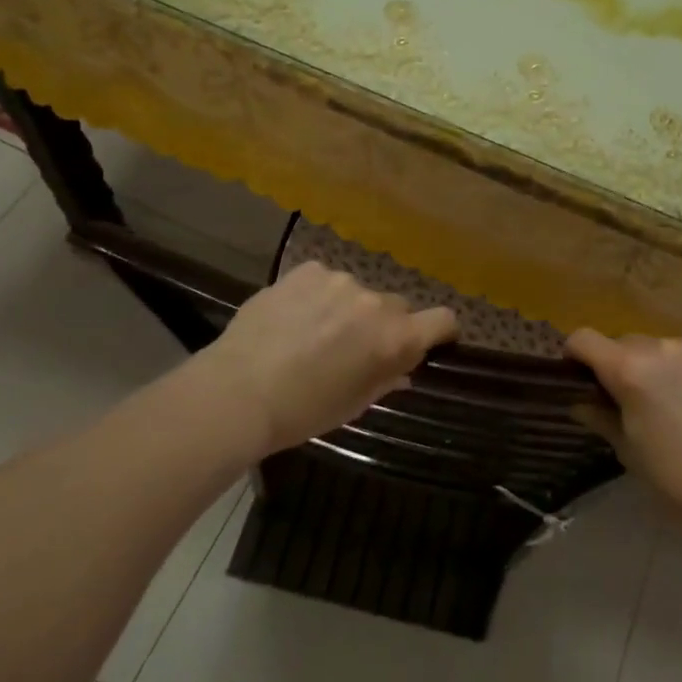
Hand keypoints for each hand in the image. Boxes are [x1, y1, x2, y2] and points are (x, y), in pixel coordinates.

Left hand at [185, 261, 456, 460]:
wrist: (238, 391)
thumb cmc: (303, 411)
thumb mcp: (353, 404)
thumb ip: (386, 379)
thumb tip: (403, 368)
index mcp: (394, 338)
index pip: (443, 319)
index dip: (440, 331)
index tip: (427, 342)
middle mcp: (375, 302)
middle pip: (397, 307)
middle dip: (383, 325)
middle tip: (353, 348)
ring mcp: (339, 281)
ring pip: (357, 293)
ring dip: (347, 309)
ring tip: (312, 333)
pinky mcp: (307, 270)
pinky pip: (324, 280)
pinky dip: (317, 296)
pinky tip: (292, 318)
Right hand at [567, 329, 681, 533]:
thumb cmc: (676, 479)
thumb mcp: (628, 450)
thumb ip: (600, 416)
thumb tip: (580, 401)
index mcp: (629, 369)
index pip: (584, 339)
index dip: (577, 355)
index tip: (583, 375)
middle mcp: (662, 346)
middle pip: (627, 343)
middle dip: (624, 365)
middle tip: (638, 401)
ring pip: (665, 347)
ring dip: (663, 366)